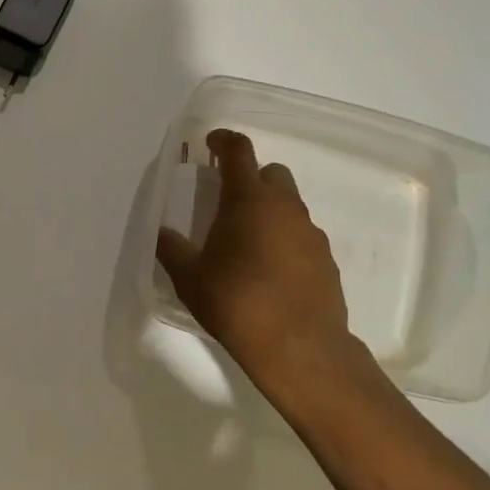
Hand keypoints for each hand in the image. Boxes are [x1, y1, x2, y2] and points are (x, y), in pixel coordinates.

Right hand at [155, 129, 369, 395]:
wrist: (300, 348)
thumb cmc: (237, 303)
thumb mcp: (189, 278)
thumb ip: (171, 248)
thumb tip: (162, 233)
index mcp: (248, 199)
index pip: (238, 152)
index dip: (224, 141)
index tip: (210, 143)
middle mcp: (284, 207)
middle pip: (271, 174)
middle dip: (251, 179)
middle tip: (228, 202)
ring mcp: (311, 233)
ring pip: (289, 206)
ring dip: (269, 212)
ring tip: (247, 243)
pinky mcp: (327, 260)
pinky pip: (302, 236)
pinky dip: (285, 241)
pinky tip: (270, 271)